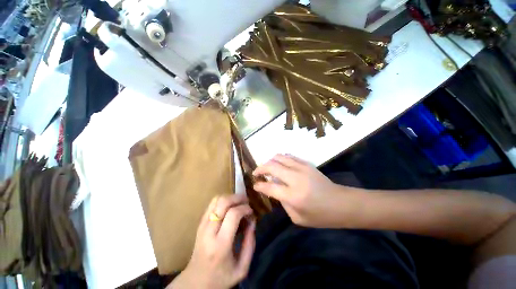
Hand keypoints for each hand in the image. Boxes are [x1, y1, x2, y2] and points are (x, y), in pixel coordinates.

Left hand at [170, 194, 255, 288]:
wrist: (196, 281)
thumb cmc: (221, 277)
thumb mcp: (242, 268)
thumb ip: (250, 243)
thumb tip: (253, 220)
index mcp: (220, 245)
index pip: (233, 215)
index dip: (245, 208)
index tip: (251, 211)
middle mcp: (209, 231)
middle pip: (223, 202)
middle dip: (238, 198)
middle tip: (247, 201)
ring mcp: (202, 225)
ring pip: (216, 200)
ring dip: (230, 197)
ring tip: (239, 202)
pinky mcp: (200, 223)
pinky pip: (212, 204)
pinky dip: (223, 200)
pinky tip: (230, 206)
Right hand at [253, 154, 361, 227]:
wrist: (341, 203)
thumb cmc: (320, 216)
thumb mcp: (298, 218)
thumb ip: (283, 203)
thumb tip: (275, 189)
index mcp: (293, 196)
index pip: (269, 186)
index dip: (259, 185)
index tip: (255, 184)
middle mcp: (295, 179)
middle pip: (271, 166)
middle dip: (260, 168)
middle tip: (256, 173)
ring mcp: (302, 168)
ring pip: (279, 157)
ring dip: (269, 161)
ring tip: (267, 168)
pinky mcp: (306, 163)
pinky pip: (288, 156)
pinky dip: (280, 159)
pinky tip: (279, 165)